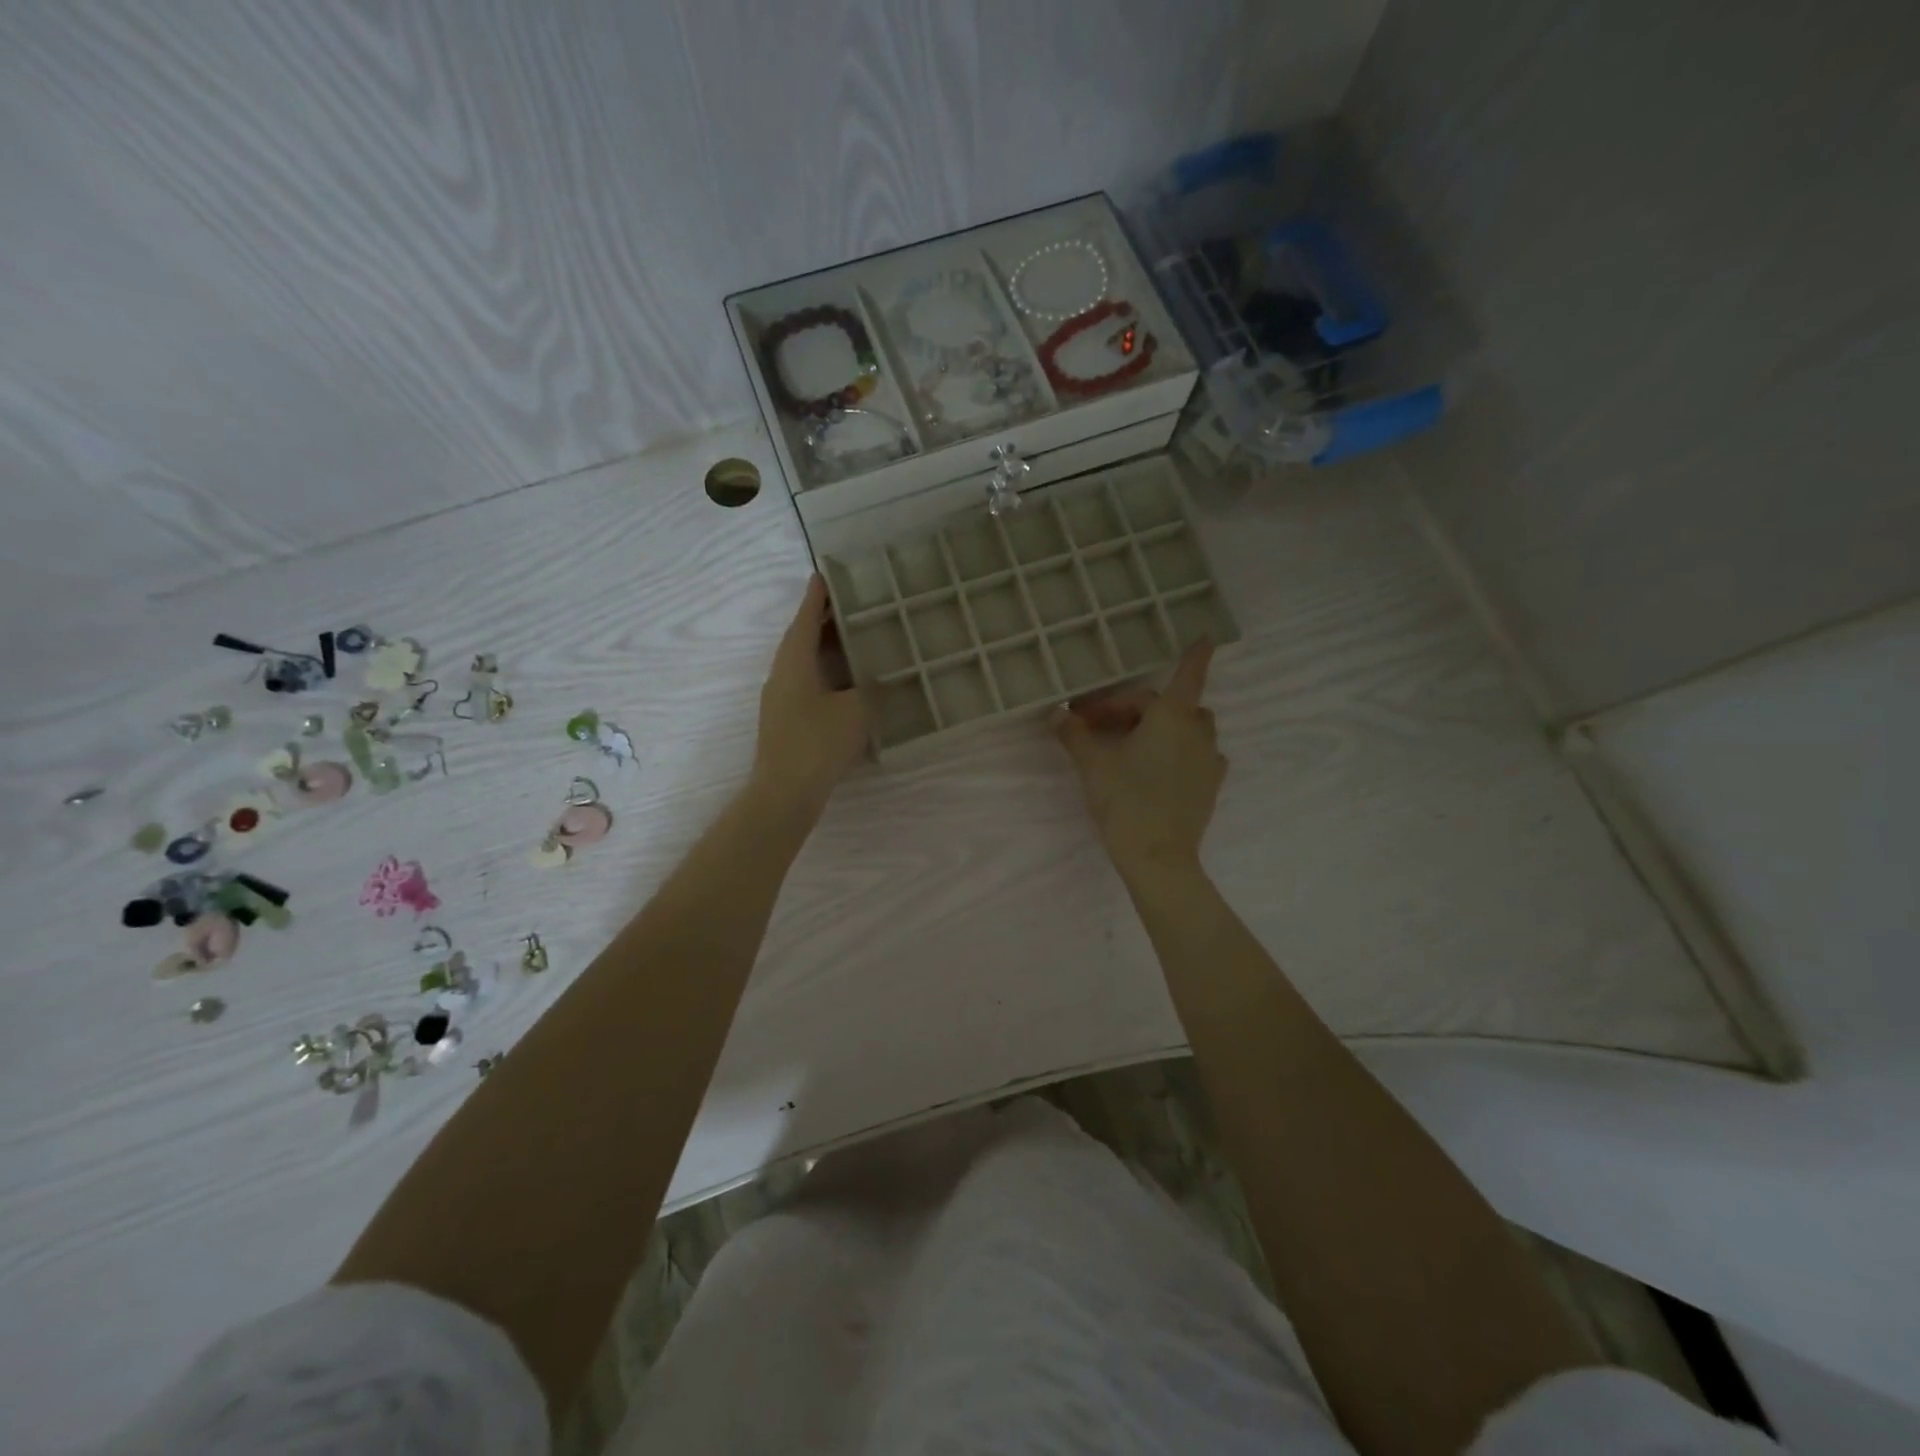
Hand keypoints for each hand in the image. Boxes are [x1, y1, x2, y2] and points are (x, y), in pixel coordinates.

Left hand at [750, 575, 869, 818]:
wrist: (785, 794)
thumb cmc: (817, 743)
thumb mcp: (856, 711)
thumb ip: (872, 690)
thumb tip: (879, 680)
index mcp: (794, 663)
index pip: (804, 619)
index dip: (816, 597)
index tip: (823, 575)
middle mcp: (782, 676)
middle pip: (802, 640)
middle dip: (823, 622)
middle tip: (850, 606)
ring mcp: (781, 701)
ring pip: (805, 665)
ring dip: (825, 650)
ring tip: (853, 640)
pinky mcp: (787, 723)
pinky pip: (809, 686)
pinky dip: (828, 676)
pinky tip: (849, 686)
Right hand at [1052, 640, 1224, 882]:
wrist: (1159, 857)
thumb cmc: (1125, 800)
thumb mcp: (1092, 765)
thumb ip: (1074, 735)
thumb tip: (1056, 713)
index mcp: (1171, 717)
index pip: (1188, 675)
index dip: (1195, 655)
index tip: (1206, 637)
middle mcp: (1197, 732)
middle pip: (1173, 705)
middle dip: (1137, 707)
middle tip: (1099, 724)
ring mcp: (1209, 760)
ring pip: (1189, 729)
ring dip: (1163, 727)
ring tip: (1131, 744)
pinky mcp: (1210, 786)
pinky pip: (1197, 755)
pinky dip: (1179, 751)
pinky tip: (1157, 767)